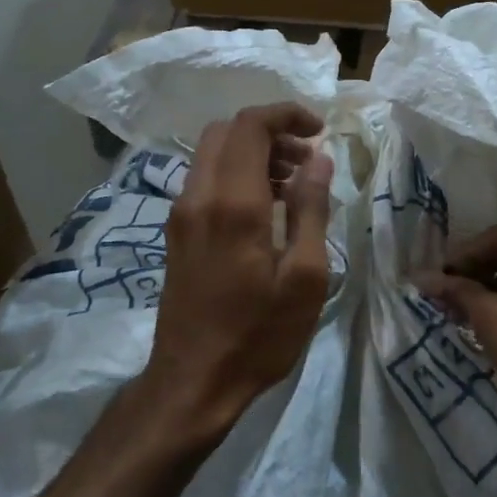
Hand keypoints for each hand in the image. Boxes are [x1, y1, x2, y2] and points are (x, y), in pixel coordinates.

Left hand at [143, 103, 334, 434]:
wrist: (192, 382)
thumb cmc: (258, 335)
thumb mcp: (304, 276)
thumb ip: (311, 209)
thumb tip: (319, 158)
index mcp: (232, 203)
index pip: (250, 125)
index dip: (287, 114)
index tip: (320, 132)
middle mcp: (199, 197)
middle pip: (226, 131)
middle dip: (270, 131)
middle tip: (307, 159)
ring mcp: (181, 214)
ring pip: (213, 153)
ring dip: (252, 152)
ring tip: (292, 183)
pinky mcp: (177, 232)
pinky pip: (205, 180)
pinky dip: (236, 173)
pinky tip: (264, 208)